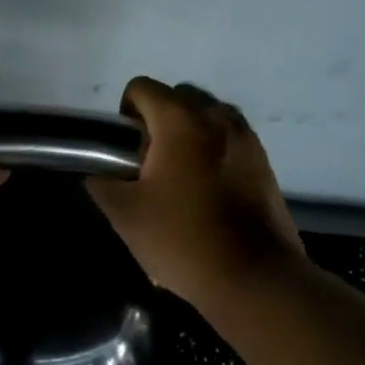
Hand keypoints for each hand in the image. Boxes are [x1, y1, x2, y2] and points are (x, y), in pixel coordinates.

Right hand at [87, 77, 305, 306]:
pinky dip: (212, 154)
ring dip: (187, 137)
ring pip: (206, 119)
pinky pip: (228, 141)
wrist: (252, 276)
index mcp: (180, 120)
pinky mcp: (265, 161)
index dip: (124, 116)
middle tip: (149, 168)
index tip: (125, 154)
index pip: (141, 88)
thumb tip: (99, 173)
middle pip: (177, 98)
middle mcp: (218, 116)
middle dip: (157, 124)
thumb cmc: (181, 239)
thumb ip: (102, 184)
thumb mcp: (124, 215)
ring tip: (179, 182)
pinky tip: (206, 196)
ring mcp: (247, 137)